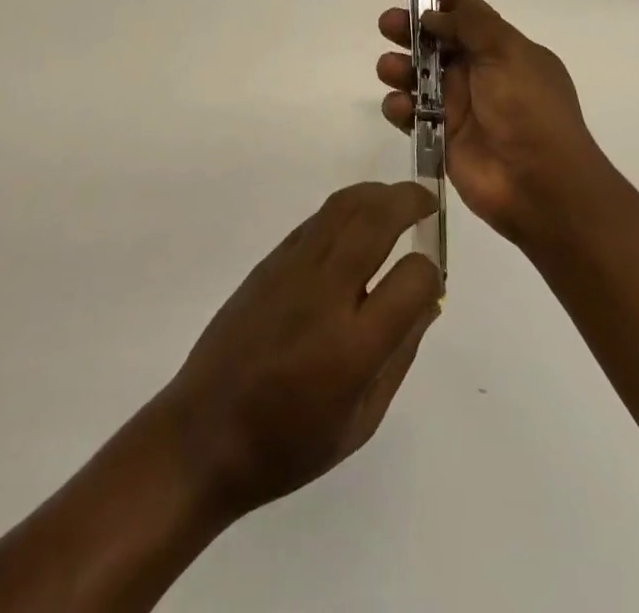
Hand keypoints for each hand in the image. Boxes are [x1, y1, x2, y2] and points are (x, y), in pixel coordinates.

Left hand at [155, 181, 442, 519]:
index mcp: (353, 346)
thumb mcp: (360, 421)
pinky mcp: (269, 262)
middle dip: (408, 201)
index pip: (412, 279)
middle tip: (427, 202)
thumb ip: (399, 356)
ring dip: (376, 194)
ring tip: (397, 200)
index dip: (431, 272)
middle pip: (375, 221)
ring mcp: (292, 270)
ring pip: (342, 208)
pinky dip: (344, 209)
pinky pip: (315, 221)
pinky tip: (356, 222)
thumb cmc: (289, 444)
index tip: (432, 280)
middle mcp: (324, 294)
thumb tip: (426, 301)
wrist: (205, 432)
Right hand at [377, 0, 611, 245]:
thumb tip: (432, 14)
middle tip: (388, 24)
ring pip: (416, 73)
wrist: (542, 187)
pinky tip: (401, 108)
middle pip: (433, 38)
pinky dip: (399, 106)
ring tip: (392, 69)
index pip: (462, 8)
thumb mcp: (508, 53)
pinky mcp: (441, 135)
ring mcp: (458, 103)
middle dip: (407, 27)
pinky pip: (410, 112)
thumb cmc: (530, 111)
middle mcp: (478, 71)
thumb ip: (469, 26)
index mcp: (501, 47)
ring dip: (398, 65)